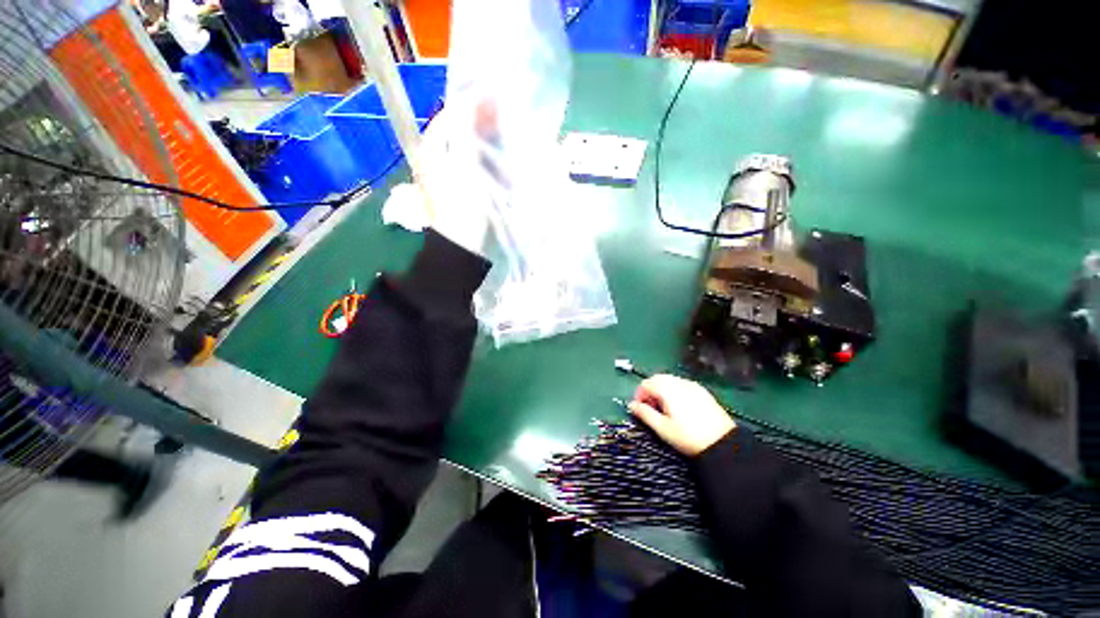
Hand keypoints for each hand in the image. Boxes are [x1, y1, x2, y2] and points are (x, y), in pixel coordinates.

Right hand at [628, 375, 734, 456]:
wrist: (723, 443)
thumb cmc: (688, 437)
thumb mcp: (663, 428)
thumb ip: (644, 414)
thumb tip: (632, 405)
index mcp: (668, 389)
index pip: (646, 384)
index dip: (639, 395)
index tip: (640, 409)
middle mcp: (679, 382)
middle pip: (657, 379)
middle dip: (650, 391)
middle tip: (650, 408)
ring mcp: (692, 385)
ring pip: (669, 380)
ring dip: (661, 390)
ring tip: (664, 409)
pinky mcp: (702, 391)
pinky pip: (681, 384)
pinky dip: (673, 390)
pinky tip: (678, 407)